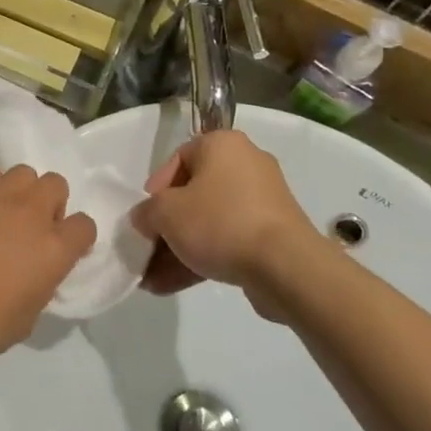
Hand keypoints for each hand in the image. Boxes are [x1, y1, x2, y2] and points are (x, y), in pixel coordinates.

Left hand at [0, 166, 95, 374]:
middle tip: (29, 228)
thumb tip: (35, 267)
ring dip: (18, 192)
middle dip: (48, 203)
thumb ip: (41, 280)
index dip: (75, 237)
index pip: (85, 225)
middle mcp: (31, 213)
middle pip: (55, 184)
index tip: (61, 249)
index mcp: (54, 249)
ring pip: (21, 174)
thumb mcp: (28, 315)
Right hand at [131, 131, 330, 317]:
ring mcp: (262, 201)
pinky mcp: (273, 234)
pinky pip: (229, 239)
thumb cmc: (220, 222)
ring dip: (179, 248)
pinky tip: (172, 285)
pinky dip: (203, 257)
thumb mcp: (167, 213)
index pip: (178, 158)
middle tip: (146, 249)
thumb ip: (147, 212)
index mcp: (222, 145)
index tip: (145, 216)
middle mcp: (246, 164)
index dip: (156, 189)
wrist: (285, 265)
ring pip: (210, 221)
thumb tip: (145, 219)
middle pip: (194, 193)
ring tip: (152, 279)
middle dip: (166, 227)